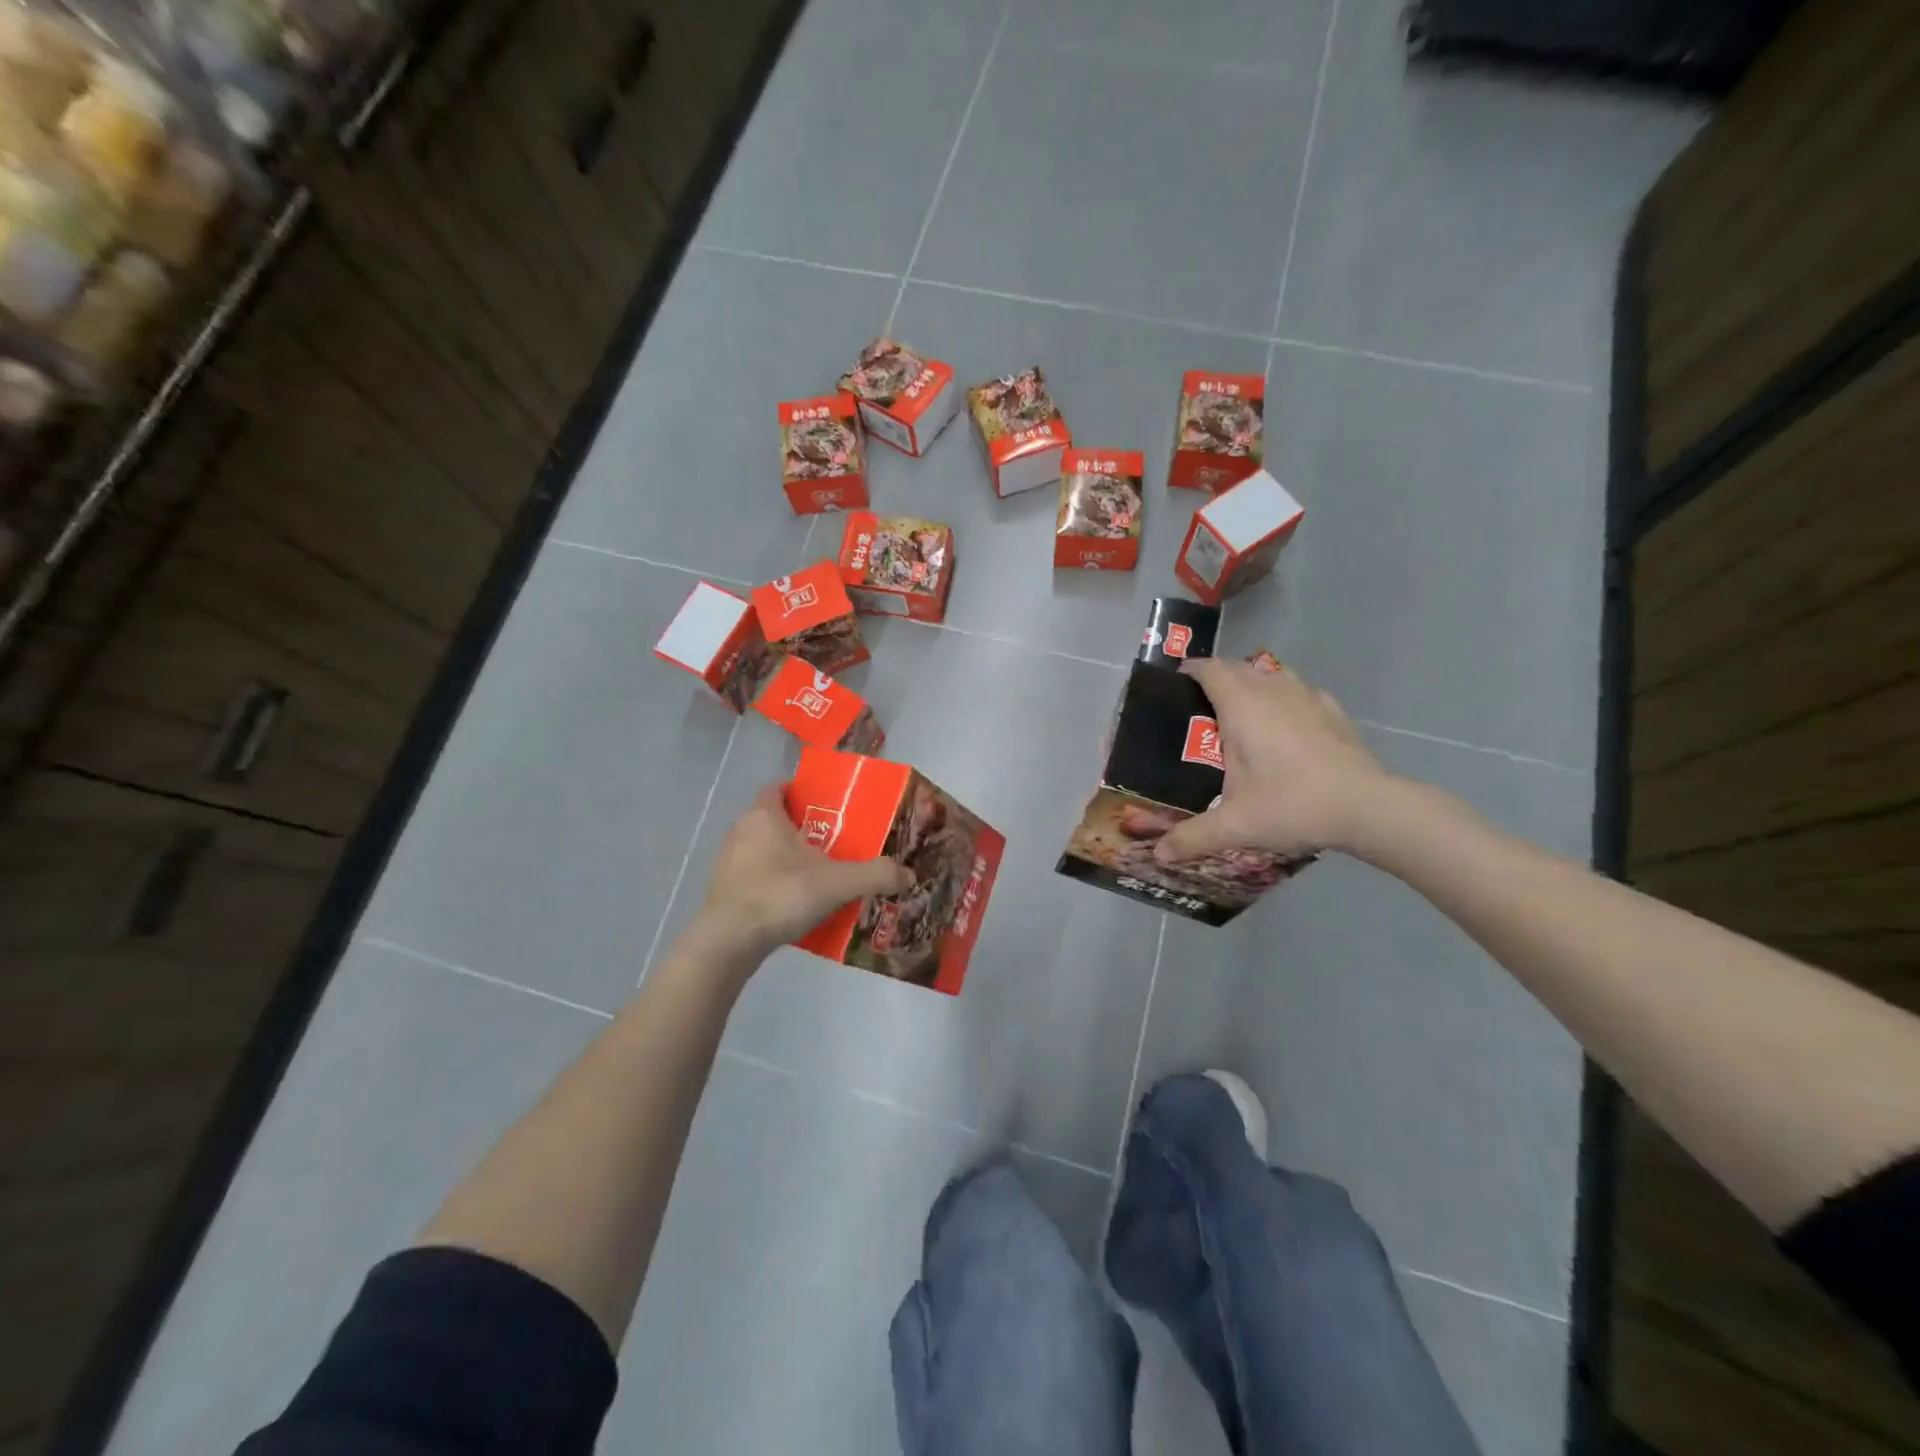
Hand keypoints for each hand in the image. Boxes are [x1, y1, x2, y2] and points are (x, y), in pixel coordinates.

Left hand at [693, 784, 912, 962]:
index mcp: (763, 816)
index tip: (826, 804)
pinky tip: (797, 903)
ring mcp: (728, 863)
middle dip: (802, 828)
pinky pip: (756, 877)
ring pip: (763, 850)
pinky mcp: (725, 891)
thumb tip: (909, 875)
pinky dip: (775, 883)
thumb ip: (875, 875)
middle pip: (774, 819)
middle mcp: (741, 831)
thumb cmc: (779, 895)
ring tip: (820, 874)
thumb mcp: (836, 883)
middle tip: (834, 842)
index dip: (800, 791)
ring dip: (787, 858)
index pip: (778, 788)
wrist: (728, 943)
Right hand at [1155, 660, 1397, 862]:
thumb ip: (1193, 837)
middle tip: (1199, 706)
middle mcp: (1272, 690)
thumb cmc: (1292, 804)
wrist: (1367, 808)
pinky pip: (1297, 691)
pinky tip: (1284, 727)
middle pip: (1238, 668)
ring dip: (1251, 684)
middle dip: (1217, 678)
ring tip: (1240, 713)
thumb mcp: (1235, 825)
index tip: (1176, 683)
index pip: (1210, 670)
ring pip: (1270, 675)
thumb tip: (1159, 854)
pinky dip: (1282, 699)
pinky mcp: (1332, 711)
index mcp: (1241, 706)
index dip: (1191, 671)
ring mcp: (1306, 697)